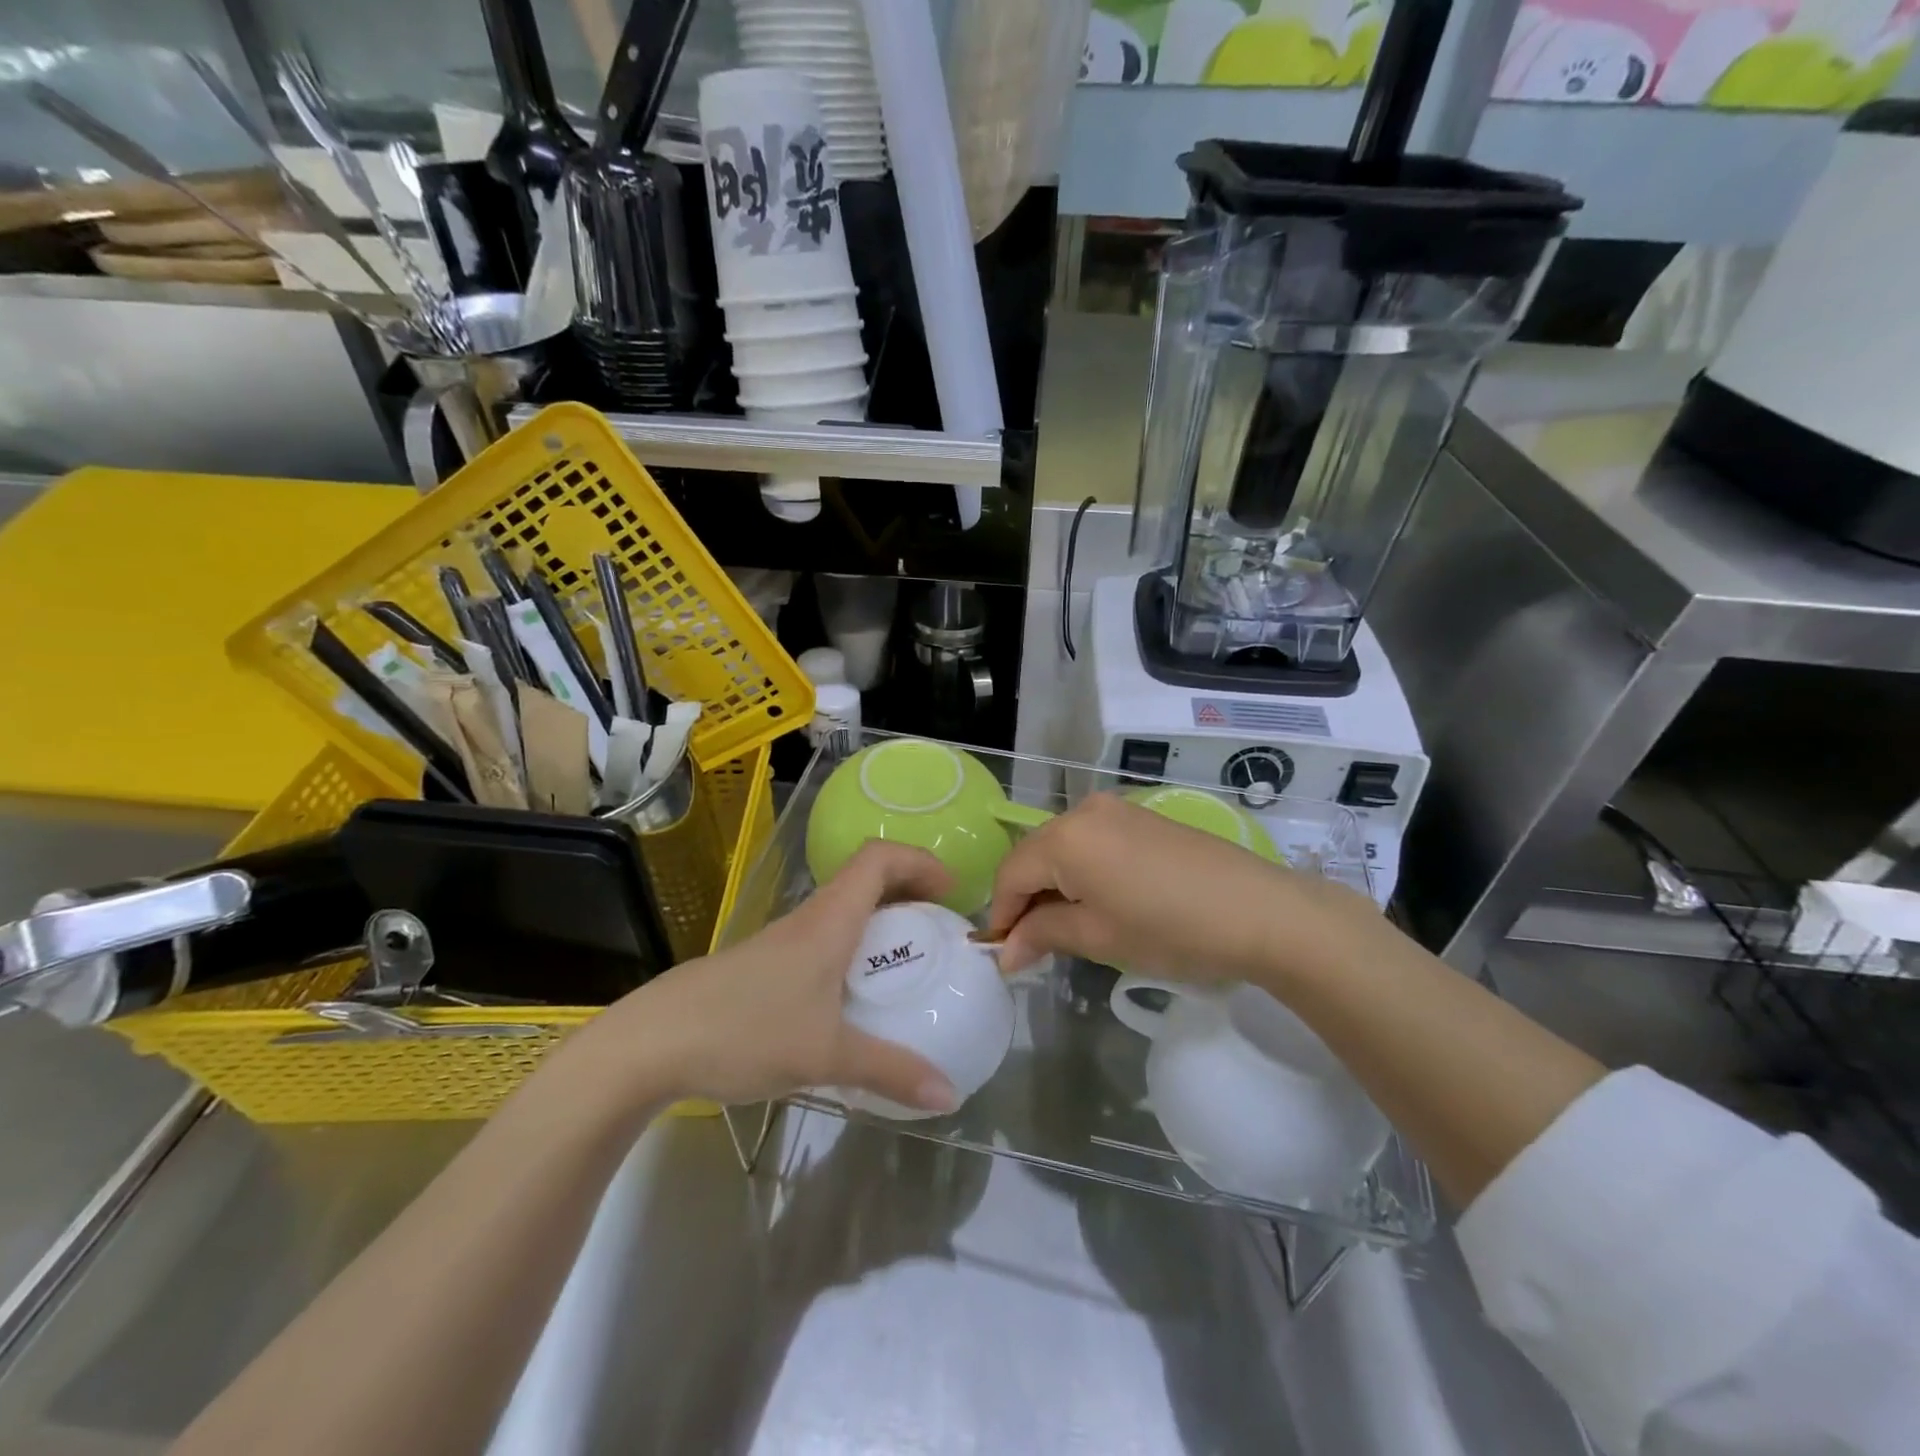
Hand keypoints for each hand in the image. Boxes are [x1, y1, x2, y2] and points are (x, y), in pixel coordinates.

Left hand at [577, 841, 961, 1112]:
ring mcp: (781, 943)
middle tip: (938, 929)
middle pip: (865, 879)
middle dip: (908, 892)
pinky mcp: (763, 967)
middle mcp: (808, 919)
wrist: (652, 1043)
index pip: (878, 859)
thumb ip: (890, 1071)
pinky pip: (822, 940)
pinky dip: (851, 950)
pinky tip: (852, 998)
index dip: (919, 861)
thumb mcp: (825, 1056)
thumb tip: (949, 1095)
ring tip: (905, 963)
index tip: (951, 892)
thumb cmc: (745, 1030)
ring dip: (879, 921)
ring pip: (842, 911)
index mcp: (829, 920)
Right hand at [985, 793, 1380, 989]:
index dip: (1001, 916)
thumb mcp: (1097, 937)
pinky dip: (1083, 871)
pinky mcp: (1143, 818)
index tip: (1004, 955)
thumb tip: (1005, 952)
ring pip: (1064, 848)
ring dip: (1055, 885)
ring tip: (1068, 927)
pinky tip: (1100, 902)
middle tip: (1033, 946)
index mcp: (1064, 836)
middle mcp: (1084, 810)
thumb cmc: (1169, 929)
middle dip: (1026, 899)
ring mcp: (1117, 809)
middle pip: (1035, 856)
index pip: (1010, 874)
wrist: (1261, 911)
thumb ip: (1042, 935)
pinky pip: (1093, 842)